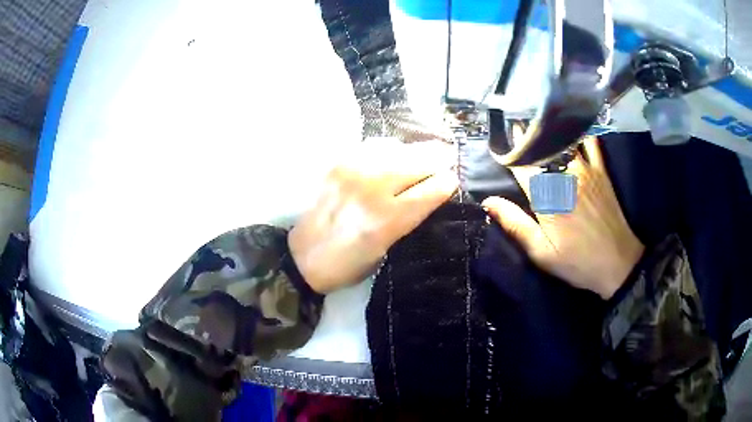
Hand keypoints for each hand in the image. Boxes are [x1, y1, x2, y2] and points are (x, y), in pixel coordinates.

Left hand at [290, 138, 458, 293]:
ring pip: (400, 147)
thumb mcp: (388, 250)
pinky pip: (375, 145)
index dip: (449, 182)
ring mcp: (353, 171)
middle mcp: (373, 189)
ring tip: (420, 159)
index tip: (451, 182)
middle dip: (439, 160)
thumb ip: (411, 217)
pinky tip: (392, 157)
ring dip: (416, 152)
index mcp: (388, 220)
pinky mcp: (339, 163)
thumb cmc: (349, 264)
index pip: (434, 188)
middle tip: (445, 161)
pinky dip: (391, 149)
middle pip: (421, 160)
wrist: (302, 257)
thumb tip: (432, 191)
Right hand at [482, 137, 643, 299]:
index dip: (510, 151)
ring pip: (563, 142)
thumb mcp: (542, 253)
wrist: (618, 262)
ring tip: (538, 121)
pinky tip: (573, 127)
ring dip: (549, 131)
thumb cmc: (578, 261)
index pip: (522, 166)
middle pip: (541, 149)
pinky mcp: (601, 172)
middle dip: (526, 136)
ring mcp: (586, 171)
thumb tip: (488, 202)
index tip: (500, 138)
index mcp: (547, 197)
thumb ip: (516, 225)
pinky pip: (591, 143)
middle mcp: (565, 177)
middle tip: (516, 122)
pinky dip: (580, 133)